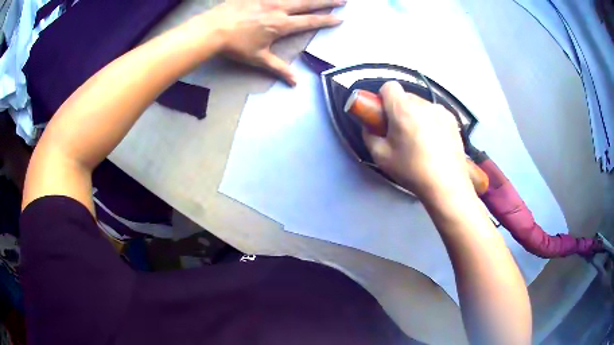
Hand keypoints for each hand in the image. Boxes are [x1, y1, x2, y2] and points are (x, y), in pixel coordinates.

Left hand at [208, 0, 344, 85]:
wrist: (212, 30)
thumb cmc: (235, 46)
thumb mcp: (258, 59)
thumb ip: (278, 69)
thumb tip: (295, 83)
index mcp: (281, 25)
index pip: (310, 22)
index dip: (326, 21)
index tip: (339, 18)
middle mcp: (279, 9)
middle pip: (308, 3)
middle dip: (327, 2)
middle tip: (343, 0)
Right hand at [362, 81, 472, 198]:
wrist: (446, 185)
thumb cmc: (412, 171)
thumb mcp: (381, 156)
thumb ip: (369, 135)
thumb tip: (370, 126)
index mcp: (403, 109)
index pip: (389, 86)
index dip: (383, 99)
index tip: (384, 116)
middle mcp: (424, 104)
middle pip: (406, 97)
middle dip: (399, 110)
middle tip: (400, 133)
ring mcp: (441, 111)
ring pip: (421, 106)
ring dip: (416, 116)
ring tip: (419, 141)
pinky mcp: (453, 120)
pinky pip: (435, 114)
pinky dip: (431, 122)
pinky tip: (434, 143)